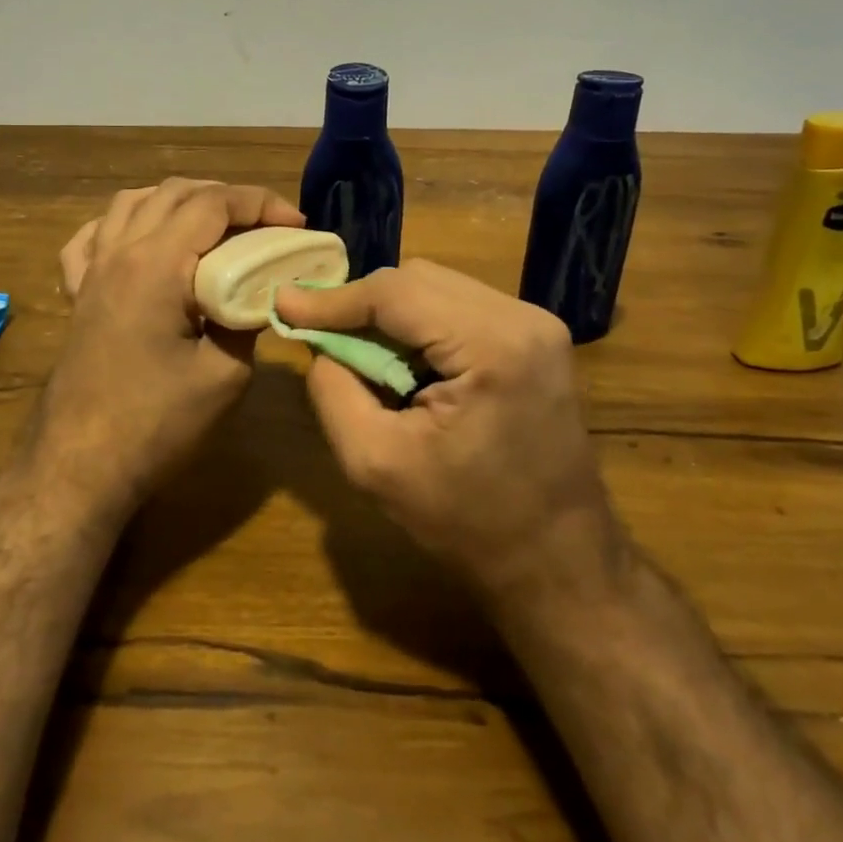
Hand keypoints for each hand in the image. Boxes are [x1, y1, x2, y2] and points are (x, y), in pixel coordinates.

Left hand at [37, 178, 304, 523]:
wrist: (78, 467)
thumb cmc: (155, 423)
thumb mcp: (224, 375)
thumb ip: (248, 320)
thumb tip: (261, 294)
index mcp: (157, 264)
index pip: (214, 204)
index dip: (260, 203)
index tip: (297, 223)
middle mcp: (120, 252)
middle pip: (176, 192)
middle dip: (227, 198)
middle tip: (265, 225)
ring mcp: (92, 270)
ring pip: (132, 202)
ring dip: (178, 200)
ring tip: (213, 224)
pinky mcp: (77, 294)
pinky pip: (94, 236)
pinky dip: (125, 222)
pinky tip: (142, 237)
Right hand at [276, 260, 627, 600]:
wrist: (559, 562)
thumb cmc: (468, 523)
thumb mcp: (376, 464)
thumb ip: (333, 391)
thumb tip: (316, 341)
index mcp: (494, 345)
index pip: (396, 292)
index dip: (334, 298)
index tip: (283, 305)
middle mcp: (523, 317)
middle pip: (418, 279)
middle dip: (362, 304)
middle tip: (320, 335)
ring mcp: (537, 322)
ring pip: (437, 287)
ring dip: (391, 314)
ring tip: (362, 355)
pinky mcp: (537, 336)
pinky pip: (459, 306)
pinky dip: (420, 324)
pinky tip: (405, 361)